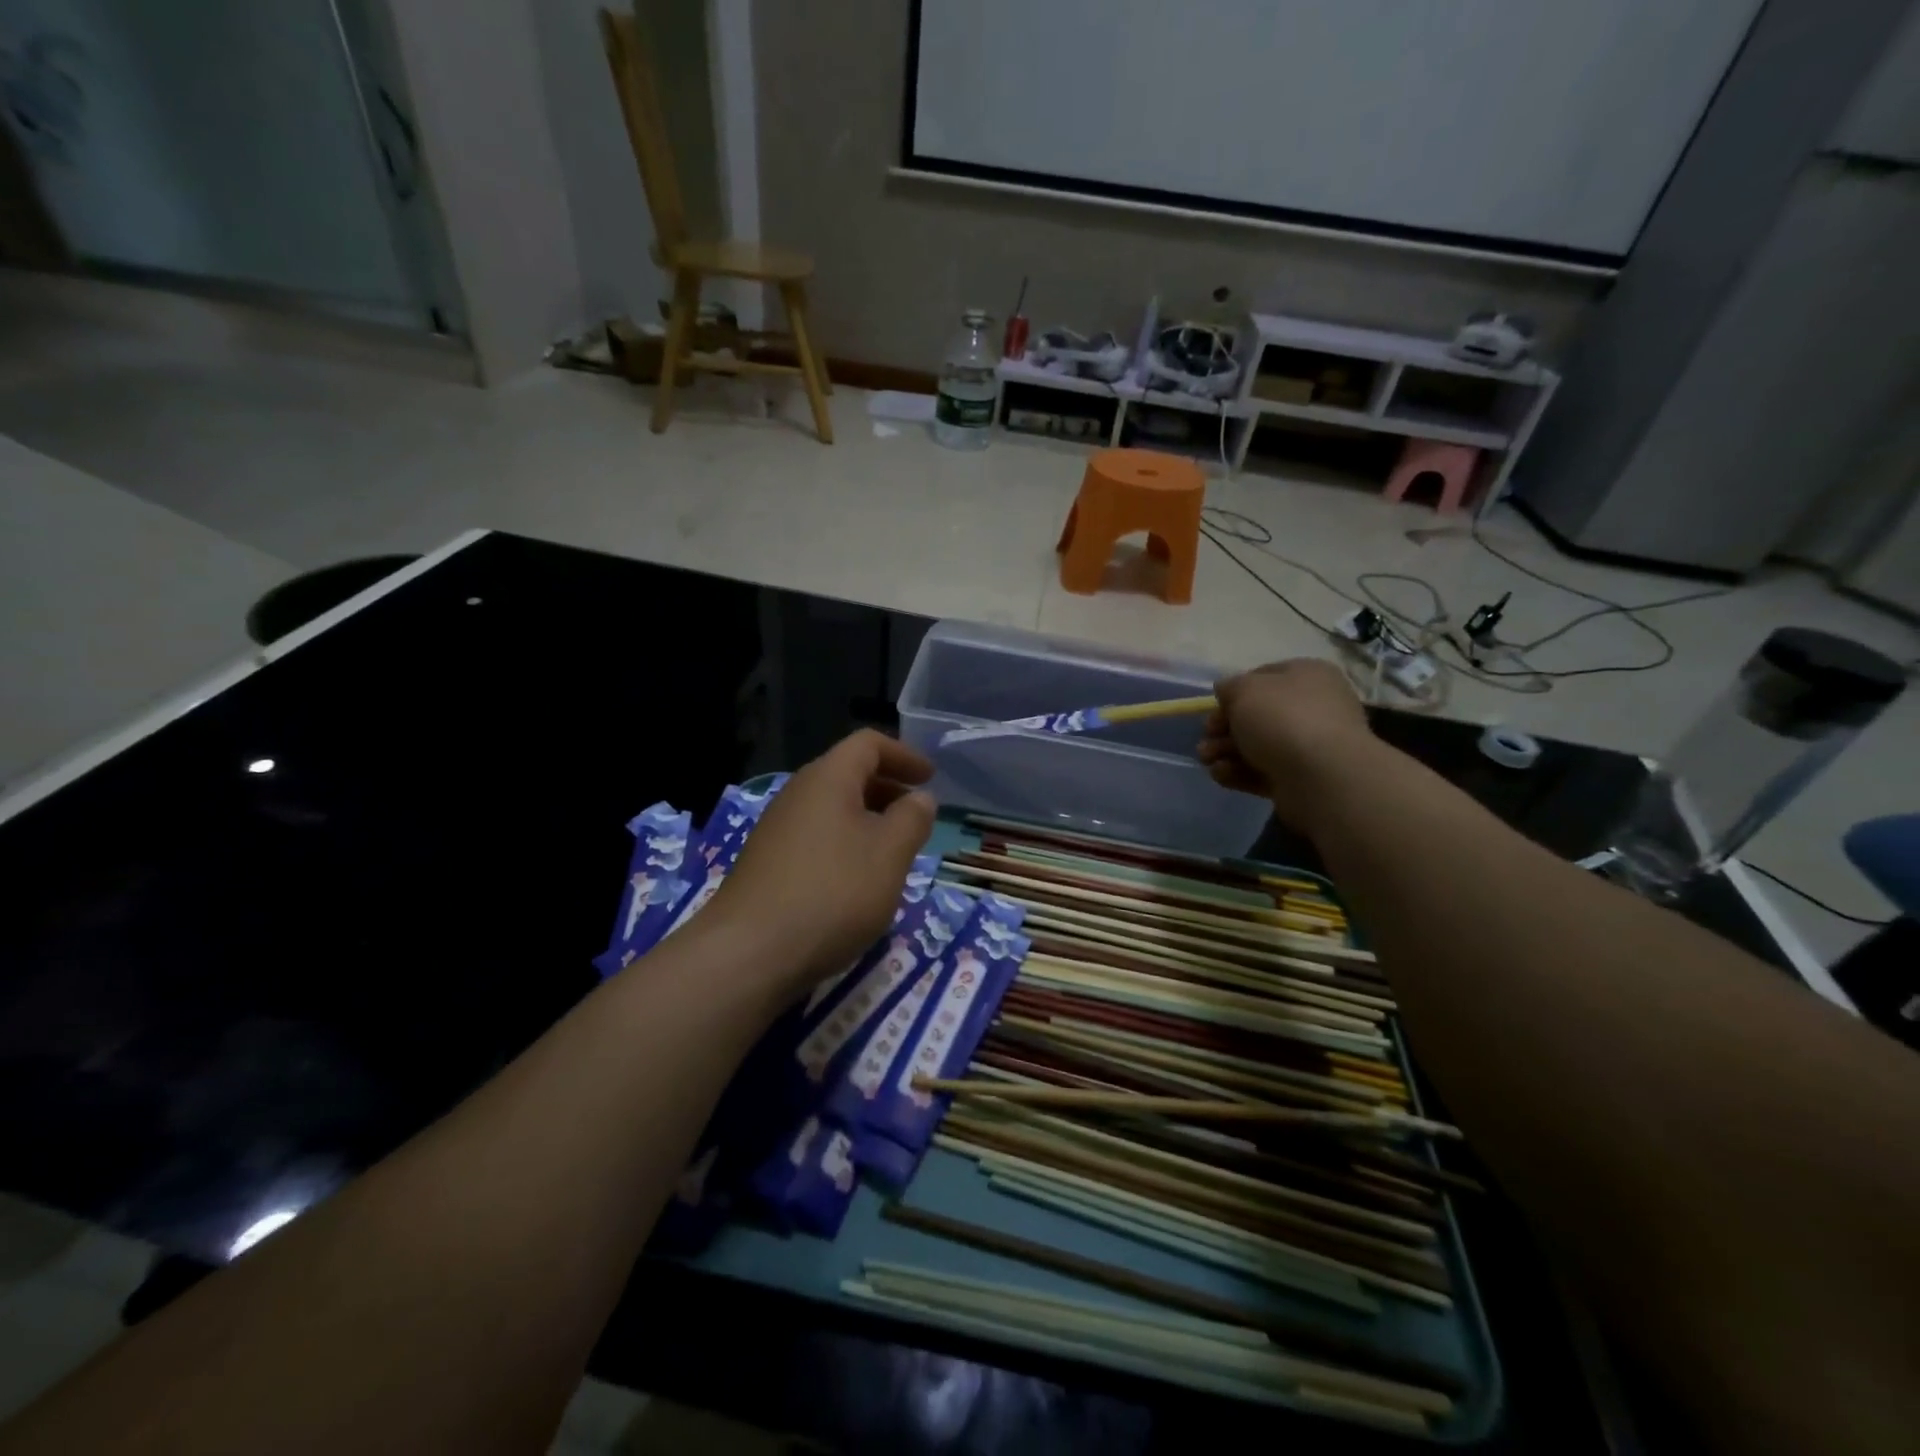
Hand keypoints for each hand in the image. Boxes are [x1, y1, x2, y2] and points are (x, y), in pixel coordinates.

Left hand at [710, 730, 936, 995]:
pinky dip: (844, 844)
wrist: (749, 953)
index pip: (868, 744)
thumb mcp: (889, 854)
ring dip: (867, 820)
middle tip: (916, 815)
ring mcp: (776, 830)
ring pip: (831, 809)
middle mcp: (797, 794)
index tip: (930, 778)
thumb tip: (920, 797)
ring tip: (893, 851)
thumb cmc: (832, 892)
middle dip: (887, 788)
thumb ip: (912, 819)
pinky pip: (815, 837)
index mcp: (827, 778)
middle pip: (847, 774)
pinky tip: (856, 881)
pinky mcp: (766, 864)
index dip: (903, 755)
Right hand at [1198, 659, 1371, 827]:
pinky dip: (1239, 773)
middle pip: (1258, 715)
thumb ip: (1230, 687)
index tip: (1214, 706)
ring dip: (1226, 751)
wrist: (1322, 776)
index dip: (1235, 691)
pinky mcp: (1301, 779)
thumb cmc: (1283, 719)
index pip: (1264, 677)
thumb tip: (1227, 692)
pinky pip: (1263, 772)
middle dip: (1225, 727)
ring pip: (1257, 745)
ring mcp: (1309, 746)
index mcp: (1308, 676)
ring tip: (1206, 759)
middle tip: (1206, 736)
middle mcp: (1313, 707)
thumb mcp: (1245, 690)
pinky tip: (1220, 775)